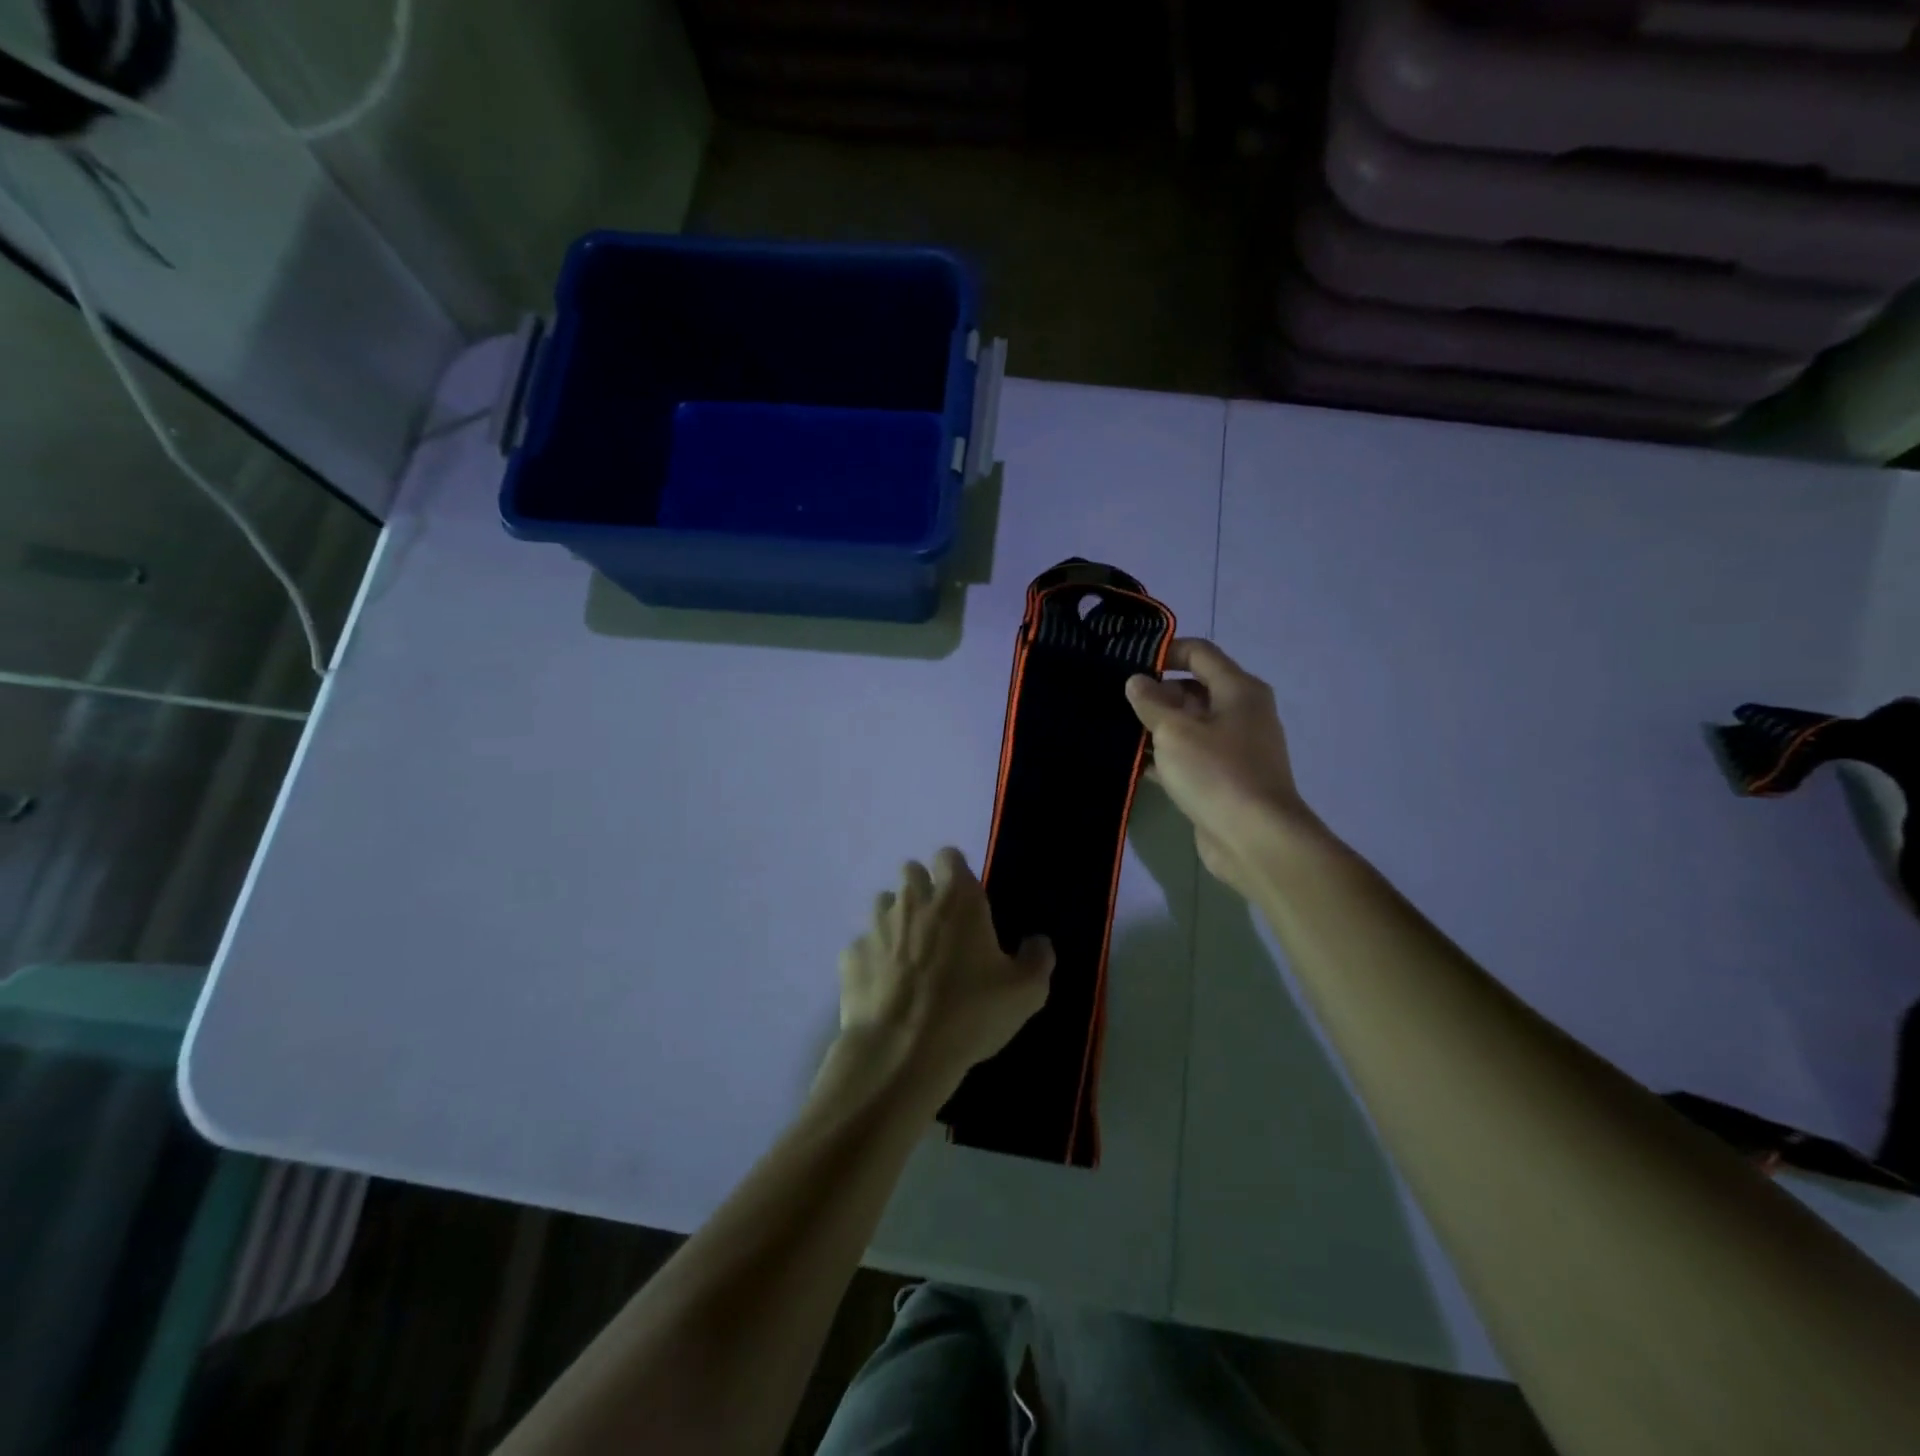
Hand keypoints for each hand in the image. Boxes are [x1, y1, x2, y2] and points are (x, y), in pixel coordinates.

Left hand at [835, 848, 1054, 1106]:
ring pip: (883, 903)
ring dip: (896, 918)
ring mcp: (876, 925)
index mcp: (957, 898)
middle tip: (939, 923)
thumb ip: (1038, 959)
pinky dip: (873, 957)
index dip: (955, 871)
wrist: (901, 1052)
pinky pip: (862, 944)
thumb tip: (1038, 941)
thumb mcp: (1026, 993)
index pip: (949, 856)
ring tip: (909, 952)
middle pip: (911, 872)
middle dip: (922, 888)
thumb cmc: (970, 1013)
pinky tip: (884, 985)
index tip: (965, 896)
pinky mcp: (851, 955)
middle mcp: (914, 900)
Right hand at [1125, 639, 1323, 897]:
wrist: (1255, 839)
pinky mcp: (1225, 779)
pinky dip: (1166, 757)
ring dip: (1158, 728)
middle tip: (1116, 702)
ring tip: (1118, 730)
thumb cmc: (1216, 773)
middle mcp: (1242, 713)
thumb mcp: (1174, 731)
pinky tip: (1135, 764)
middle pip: (1194, 689)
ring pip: (1190, 726)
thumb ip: (1151, 703)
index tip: (1130, 664)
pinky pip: (1191, 757)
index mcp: (1238, 690)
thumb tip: (1136, 681)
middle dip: (1157, 694)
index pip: (1200, 653)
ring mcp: (1235, 748)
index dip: (1165, 652)